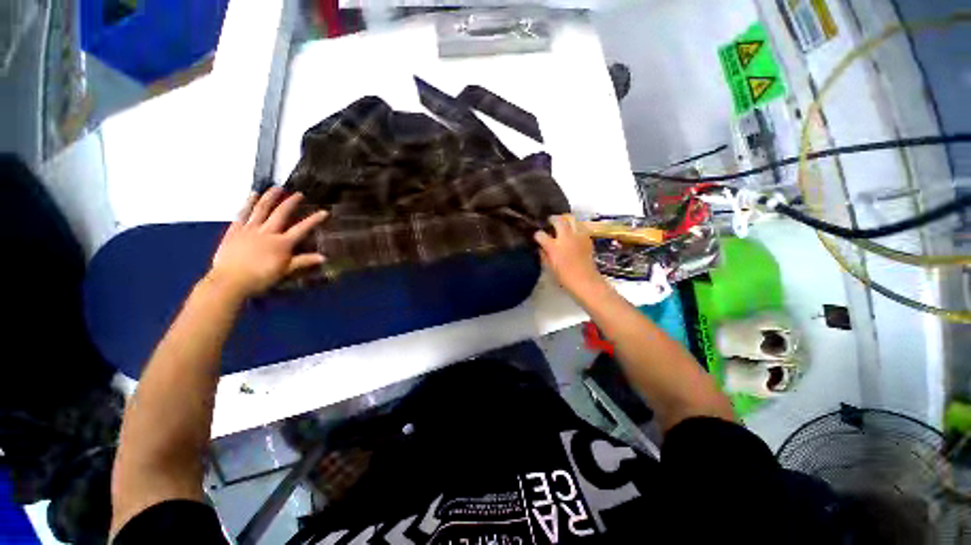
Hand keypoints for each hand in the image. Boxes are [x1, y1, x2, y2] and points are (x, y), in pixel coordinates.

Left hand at [207, 187, 328, 300]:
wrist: (230, 281)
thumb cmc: (260, 278)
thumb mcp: (285, 271)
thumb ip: (303, 261)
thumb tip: (324, 257)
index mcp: (282, 243)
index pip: (302, 229)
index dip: (314, 220)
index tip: (324, 212)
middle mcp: (267, 232)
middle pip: (281, 214)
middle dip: (291, 203)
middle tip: (298, 194)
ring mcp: (250, 229)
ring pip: (261, 209)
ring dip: (270, 197)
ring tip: (277, 188)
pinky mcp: (235, 230)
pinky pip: (242, 213)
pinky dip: (248, 203)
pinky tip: (252, 195)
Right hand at [534, 215, 604, 295]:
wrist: (586, 281)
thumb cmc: (565, 277)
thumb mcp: (549, 267)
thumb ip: (543, 255)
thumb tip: (540, 247)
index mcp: (553, 247)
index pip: (541, 235)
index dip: (537, 235)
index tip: (537, 236)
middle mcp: (565, 238)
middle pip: (558, 220)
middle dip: (552, 219)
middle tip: (549, 222)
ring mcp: (577, 236)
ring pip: (571, 220)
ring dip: (565, 220)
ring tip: (562, 224)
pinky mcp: (587, 238)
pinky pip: (580, 227)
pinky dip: (575, 227)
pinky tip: (573, 233)